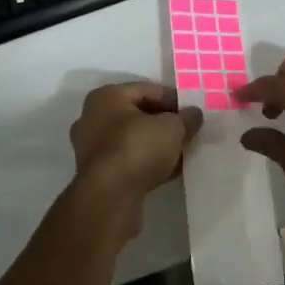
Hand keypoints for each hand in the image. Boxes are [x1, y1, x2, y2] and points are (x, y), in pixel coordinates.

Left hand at [69, 82, 201, 232]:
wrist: (109, 195)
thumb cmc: (138, 148)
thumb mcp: (171, 128)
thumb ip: (185, 118)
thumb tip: (193, 114)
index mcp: (106, 96)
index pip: (146, 89)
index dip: (173, 98)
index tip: (192, 112)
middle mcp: (93, 117)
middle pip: (137, 114)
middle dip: (164, 123)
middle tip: (188, 132)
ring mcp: (91, 147)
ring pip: (132, 139)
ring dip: (156, 145)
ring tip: (181, 153)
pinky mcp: (96, 173)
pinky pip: (127, 160)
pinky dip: (146, 162)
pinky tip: (168, 171)